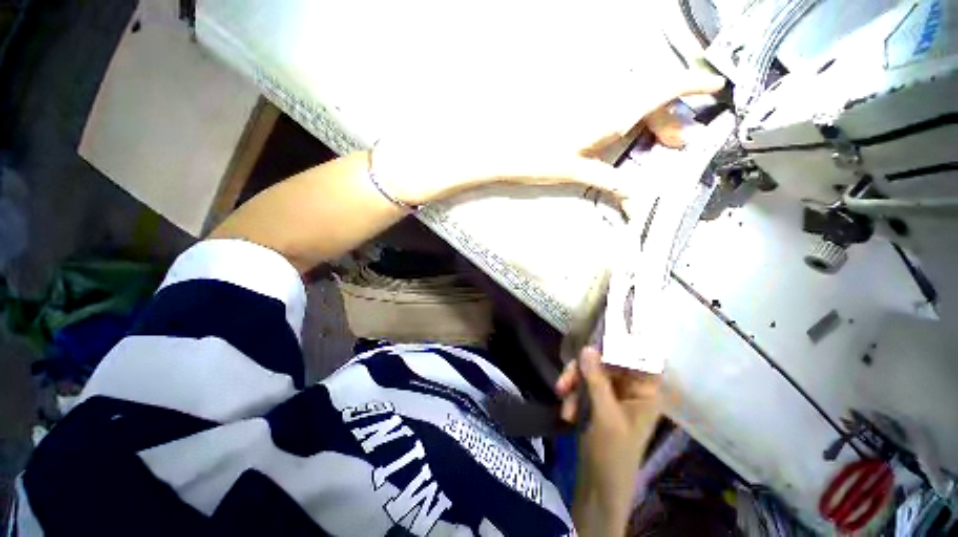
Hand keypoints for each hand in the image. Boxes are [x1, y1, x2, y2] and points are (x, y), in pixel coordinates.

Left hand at [373, 71, 725, 205]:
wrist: (497, 149)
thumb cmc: (530, 157)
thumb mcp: (575, 172)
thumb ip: (608, 179)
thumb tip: (634, 194)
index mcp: (607, 112)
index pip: (662, 88)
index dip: (692, 85)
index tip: (714, 88)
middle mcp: (601, 101)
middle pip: (650, 99)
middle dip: (670, 118)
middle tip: (678, 143)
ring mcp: (587, 105)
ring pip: (632, 105)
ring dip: (649, 123)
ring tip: (657, 145)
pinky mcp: (575, 114)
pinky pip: (613, 111)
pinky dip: (627, 124)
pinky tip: (624, 140)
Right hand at [556, 347, 661, 536]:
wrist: (599, 485)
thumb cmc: (613, 453)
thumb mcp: (605, 415)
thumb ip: (596, 380)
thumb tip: (587, 348)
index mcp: (645, 392)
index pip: (639, 358)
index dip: (623, 343)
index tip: (600, 332)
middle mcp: (630, 388)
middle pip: (606, 363)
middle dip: (583, 371)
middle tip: (564, 381)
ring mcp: (612, 394)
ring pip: (590, 372)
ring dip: (574, 384)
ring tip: (562, 399)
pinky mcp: (597, 400)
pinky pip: (583, 385)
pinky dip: (572, 395)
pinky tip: (566, 412)